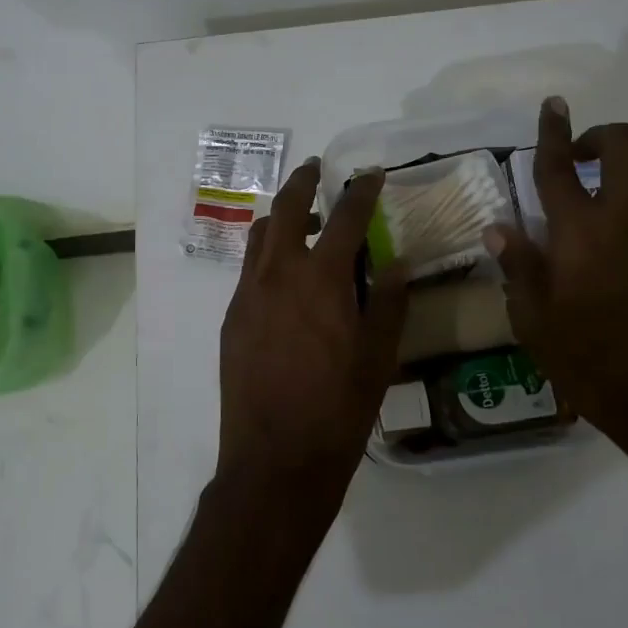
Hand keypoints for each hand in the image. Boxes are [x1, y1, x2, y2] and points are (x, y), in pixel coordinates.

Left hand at [218, 158, 408, 513]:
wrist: (275, 458)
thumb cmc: (338, 409)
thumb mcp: (379, 357)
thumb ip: (388, 302)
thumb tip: (396, 262)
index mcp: (321, 279)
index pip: (344, 217)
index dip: (361, 191)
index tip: (371, 174)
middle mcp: (278, 274)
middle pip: (285, 209)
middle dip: (303, 182)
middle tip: (316, 169)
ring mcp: (248, 295)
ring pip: (259, 236)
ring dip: (278, 216)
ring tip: (299, 217)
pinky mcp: (232, 318)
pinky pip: (248, 270)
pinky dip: (266, 253)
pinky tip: (282, 274)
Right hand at [486, 99, 627, 484]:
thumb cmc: (593, 365)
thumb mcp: (535, 323)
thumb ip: (518, 267)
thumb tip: (499, 228)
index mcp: (580, 232)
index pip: (558, 166)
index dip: (553, 130)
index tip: (554, 104)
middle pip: (622, 144)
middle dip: (600, 136)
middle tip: (583, 159)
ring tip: (618, 194)